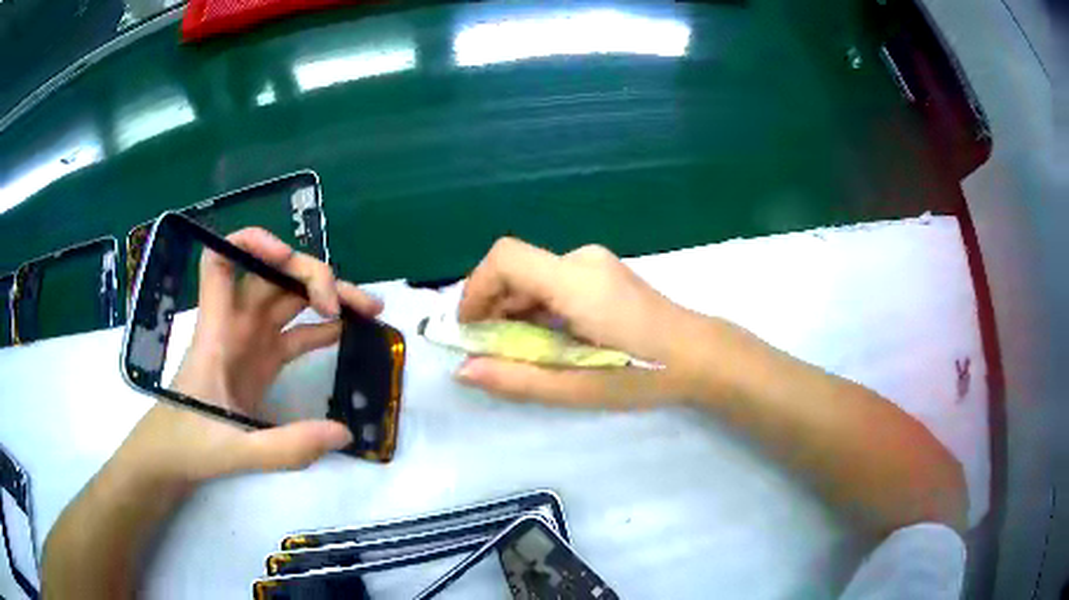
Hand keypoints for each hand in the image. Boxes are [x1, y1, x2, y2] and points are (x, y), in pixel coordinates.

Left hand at [124, 228, 383, 486]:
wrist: (175, 455)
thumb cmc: (189, 444)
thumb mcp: (235, 451)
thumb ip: (286, 447)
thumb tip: (344, 432)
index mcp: (218, 330)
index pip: (223, 261)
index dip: (252, 244)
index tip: (286, 258)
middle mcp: (236, 324)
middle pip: (272, 276)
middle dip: (312, 276)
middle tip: (347, 305)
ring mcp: (251, 341)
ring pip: (289, 299)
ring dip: (326, 297)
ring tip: (369, 309)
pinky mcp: (262, 361)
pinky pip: (295, 333)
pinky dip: (321, 328)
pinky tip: (349, 333)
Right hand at [455, 238, 712, 406]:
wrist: (702, 356)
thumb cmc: (643, 373)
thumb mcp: (576, 387)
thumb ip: (516, 378)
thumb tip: (463, 370)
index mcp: (574, 281)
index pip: (505, 258)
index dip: (476, 288)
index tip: (469, 329)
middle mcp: (581, 259)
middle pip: (516, 268)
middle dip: (493, 307)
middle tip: (493, 351)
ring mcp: (596, 263)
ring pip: (534, 276)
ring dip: (515, 310)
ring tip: (523, 352)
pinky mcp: (603, 272)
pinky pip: (554, 281)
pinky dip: (538, 307)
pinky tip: (551, 340)